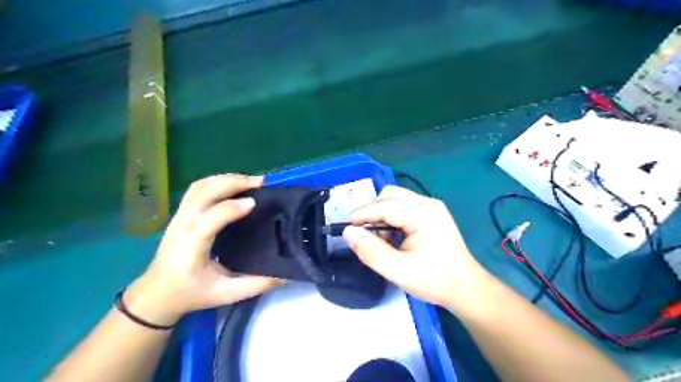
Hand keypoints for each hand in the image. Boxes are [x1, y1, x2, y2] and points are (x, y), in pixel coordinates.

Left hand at [123, 173, 280, 324]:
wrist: (157, 294)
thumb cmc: (191, 294)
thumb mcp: (226, 294)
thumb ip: (255, 285)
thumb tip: (284, 275)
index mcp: (191, 247)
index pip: (208, 220)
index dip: (231, 208)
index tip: (254, 203)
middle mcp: (182, 226)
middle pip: (202, 193)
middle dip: (232, 182)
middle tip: (259, 182)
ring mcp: (179, 217)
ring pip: (199, 186)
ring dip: (226, 179)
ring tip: (250, 181)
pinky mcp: (180, 214)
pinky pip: (197, 189)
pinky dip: (217, 181)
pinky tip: (233, 185)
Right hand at [344, 187, 492, 307]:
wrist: (466, 288)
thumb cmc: (435, 281)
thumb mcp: (399, 271)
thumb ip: (371, 251)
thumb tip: (348, 232)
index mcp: (423, 214)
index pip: (384, 206)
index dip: (361, 215)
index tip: (344, 227)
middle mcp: (428, 203)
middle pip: (390, 196)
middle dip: (372, 212)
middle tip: (366, 236)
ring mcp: (432, 207)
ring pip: (396, 199)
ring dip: (382, 215)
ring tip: (382, 240)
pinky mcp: (432, 213)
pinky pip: (404, 207)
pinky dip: (392, 218)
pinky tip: (394, 237)